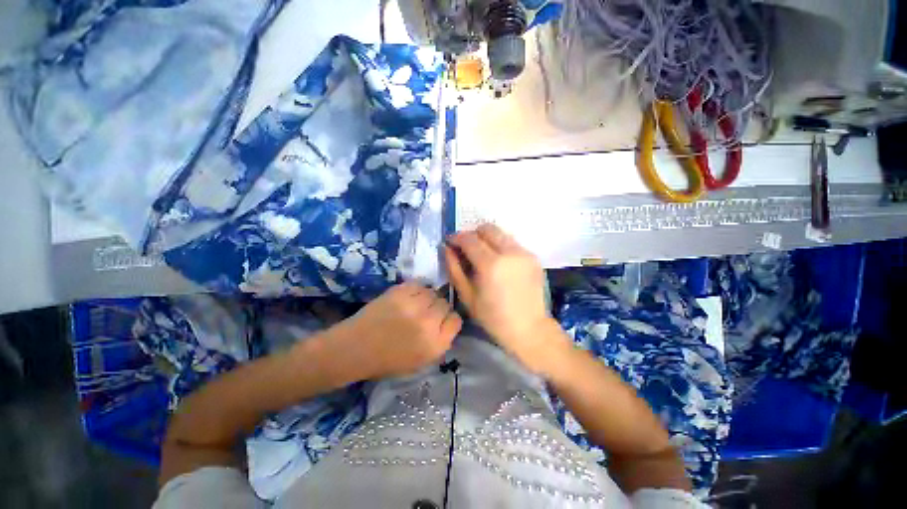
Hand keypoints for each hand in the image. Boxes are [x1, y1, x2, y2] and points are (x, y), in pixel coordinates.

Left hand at [329, 282, 461, 380]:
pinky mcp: (399, 292)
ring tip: (415, 305)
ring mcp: (413, 305)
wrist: (356, 349)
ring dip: (427, 298)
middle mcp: (428, 323)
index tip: (441, 321)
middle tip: (426, 313)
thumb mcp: (421, 361)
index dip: (449, 319)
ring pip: (433, 292)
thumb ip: (440, 342)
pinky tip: (407, 298)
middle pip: (445, 304)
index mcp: (435, 345)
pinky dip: (415, 290)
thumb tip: (448, 321)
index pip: (456, 320)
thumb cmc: (388, 360)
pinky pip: (419, 285)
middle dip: (438, 308)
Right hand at [445, 224, 564, 373]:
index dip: (456, 237)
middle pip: (487, 228)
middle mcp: (509, 252)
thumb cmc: (493, 317)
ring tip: (482, 255)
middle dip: (473, 234)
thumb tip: (447, 248)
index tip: (450, 243)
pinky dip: (500, 246)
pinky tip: (499, 263)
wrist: (529, 328)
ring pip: (500, 233)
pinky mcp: (533, 257)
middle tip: (466, 248)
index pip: (469, 239)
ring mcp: (524, 253)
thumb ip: (454, 268)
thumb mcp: (467, 295)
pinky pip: (512, 243)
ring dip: (487, 239)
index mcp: (490, 264)